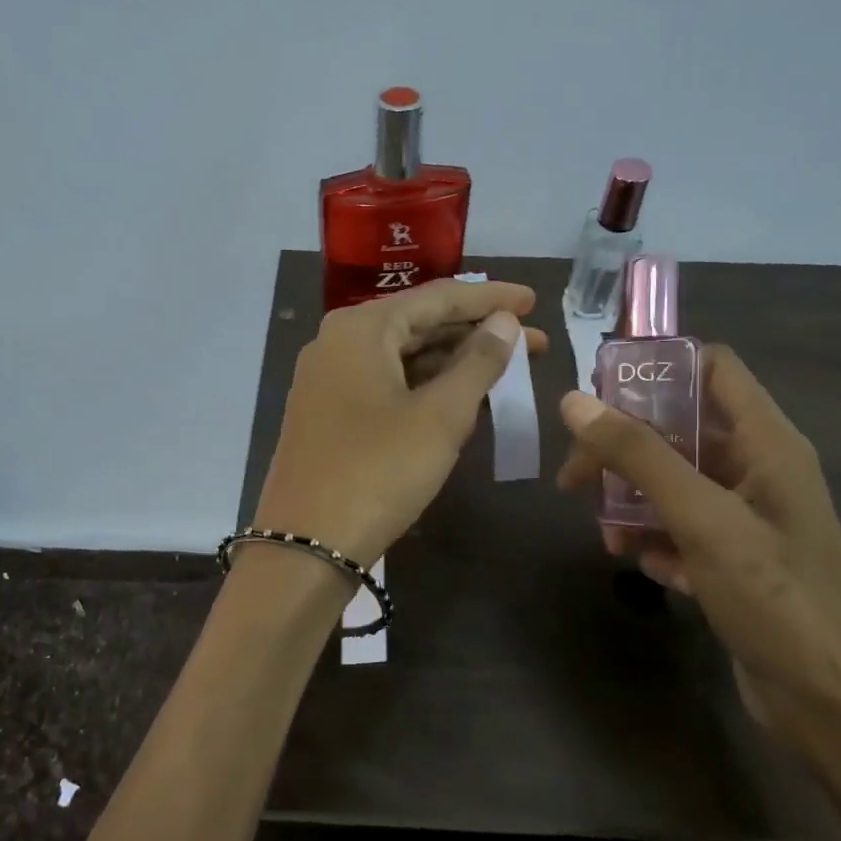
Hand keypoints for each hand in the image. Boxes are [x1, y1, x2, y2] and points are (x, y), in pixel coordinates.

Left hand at [255, 280, 546, 566]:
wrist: (307, 543)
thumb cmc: (378, 471)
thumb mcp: (440, 416)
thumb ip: (478, 362)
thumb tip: (504, 322)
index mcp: (361, 328)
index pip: (437, 297)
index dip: (490, 298)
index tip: (533, 301)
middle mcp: (338, 342)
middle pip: (418, 324)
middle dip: (477, 332)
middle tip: (533, 342)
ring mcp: (328, 379)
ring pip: (402, 357)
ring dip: (453, 362)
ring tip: (507, 368)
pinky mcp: (328, 413)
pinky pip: (386, 384)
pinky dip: (425, 386)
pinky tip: (461, 396)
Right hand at [556, 347, 840, 763]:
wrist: (831, 705)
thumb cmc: (776, 598)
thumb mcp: (702, 519)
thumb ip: (639, 456)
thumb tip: (575, 402)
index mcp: (768, 442)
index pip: (712, 368)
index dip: (657, 367)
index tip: (597, 392)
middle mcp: (759, 469)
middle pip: (679, 429)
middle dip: (625, 450)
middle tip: (576, 479)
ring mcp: (748, 516)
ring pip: (673, 482)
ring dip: (633, 502)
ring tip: (610, 539)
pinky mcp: (736, 558)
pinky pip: (682, 528)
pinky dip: (658, 541)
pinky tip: (651, 570)